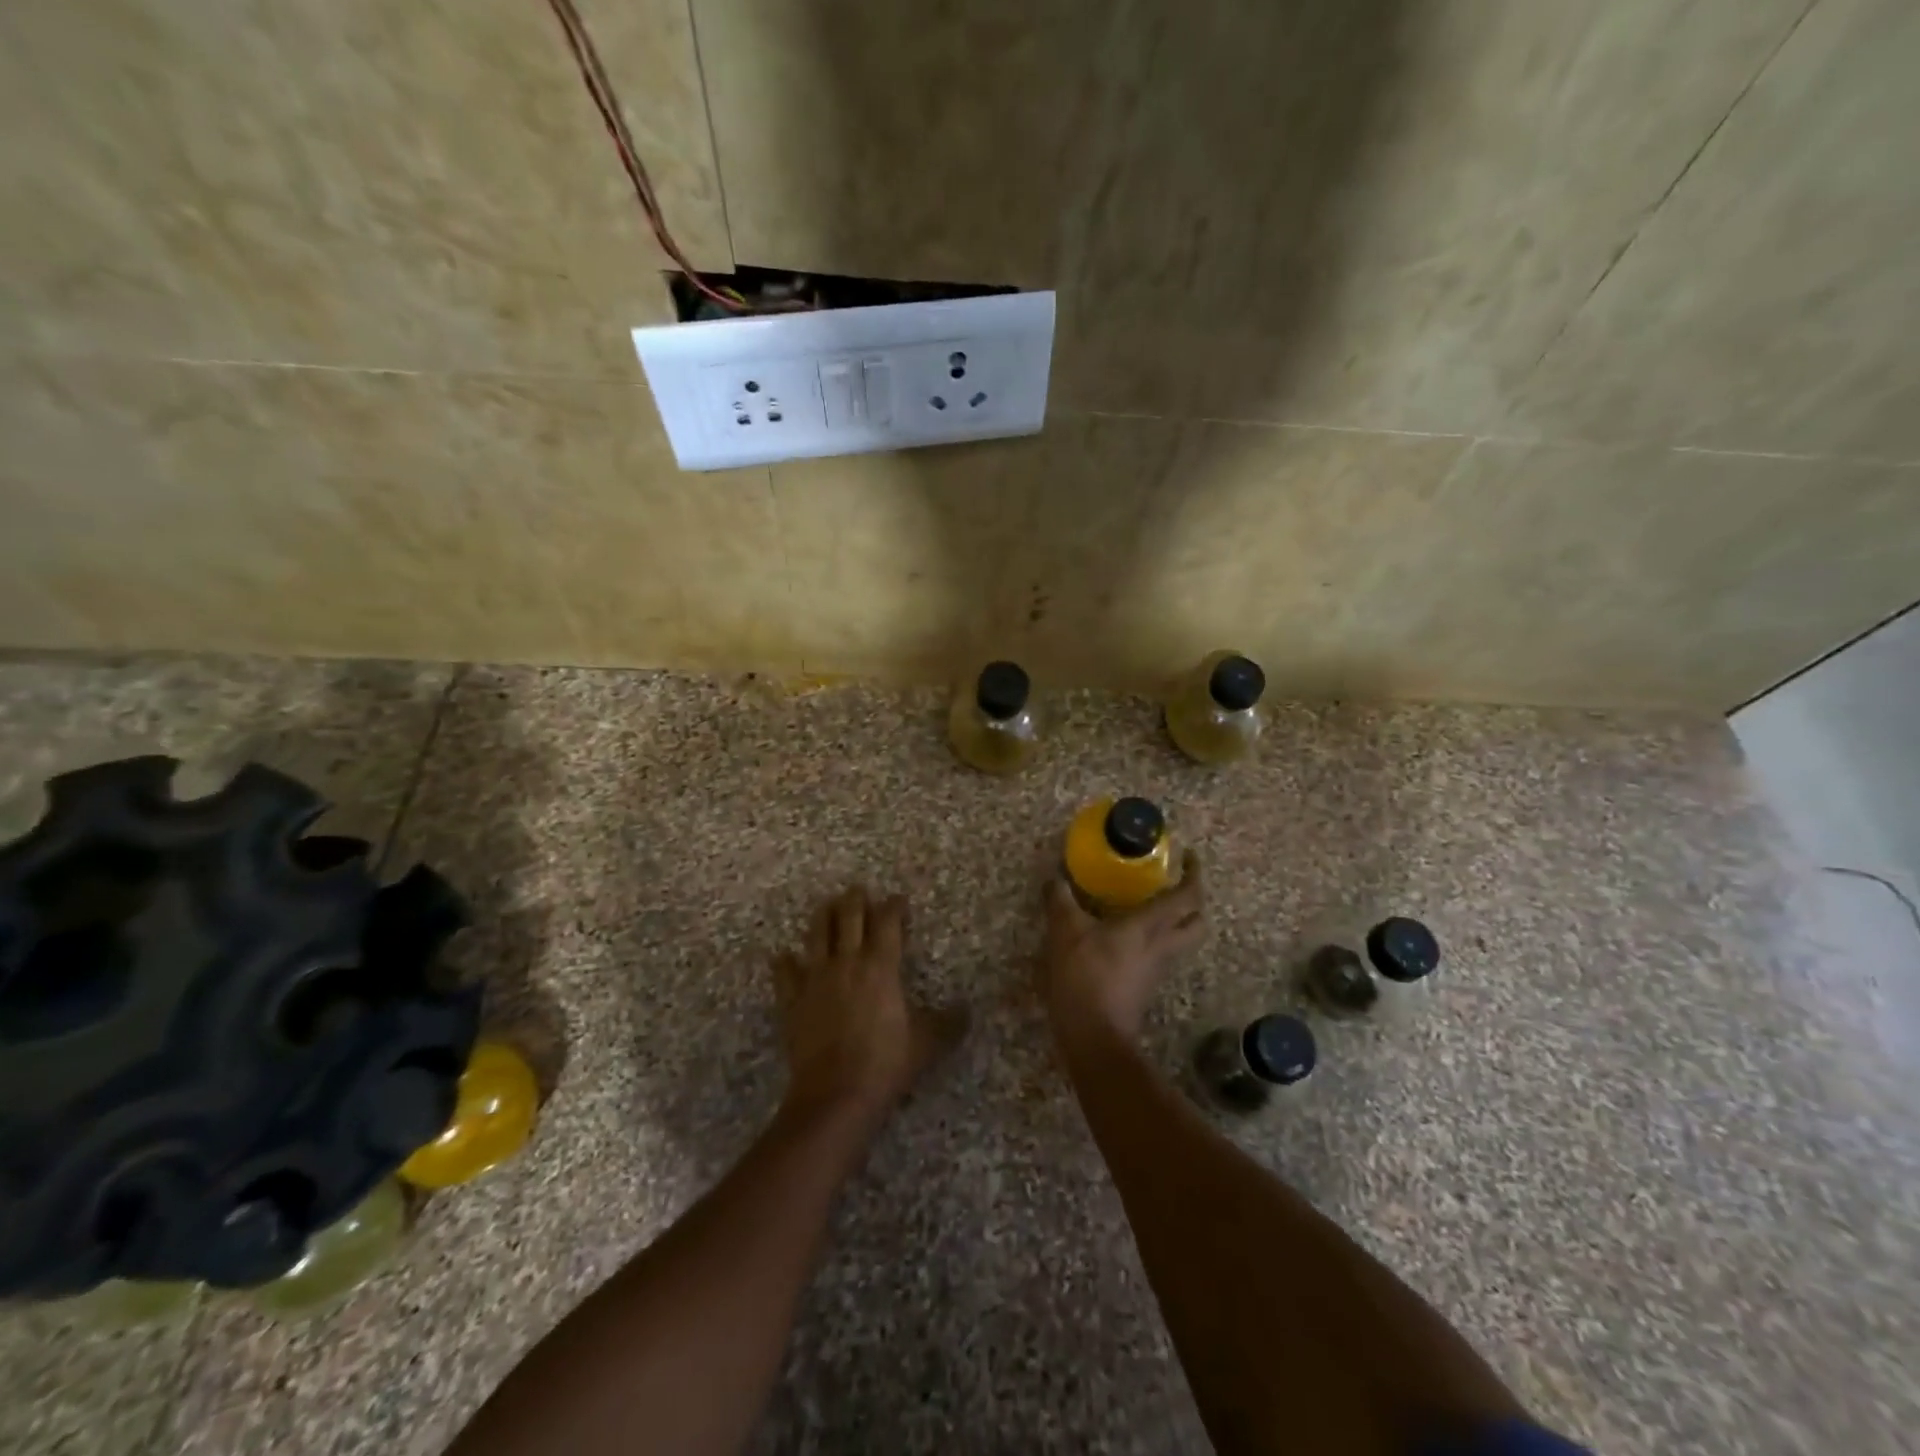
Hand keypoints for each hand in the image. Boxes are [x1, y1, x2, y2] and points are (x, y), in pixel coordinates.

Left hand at [773, 887, 963, 1126]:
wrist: (836, 1094)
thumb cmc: (886, 1063)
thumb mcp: (926, 1043)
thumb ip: (948, 1023)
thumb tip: (968, 1011)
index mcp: (881, 966)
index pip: (888, 922)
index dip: (894, 906)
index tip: (899, 900)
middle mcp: (847, 962)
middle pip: (848, 917)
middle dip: (854, 900)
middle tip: (858, 890)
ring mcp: (815, 978)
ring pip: (816, 934)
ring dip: (822, 916)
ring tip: (826, 906)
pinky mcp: (793, 1000)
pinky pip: (785, 973)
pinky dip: (785, 962)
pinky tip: (784, 957)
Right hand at [1041, 852, 1204, 1042]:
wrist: (1094, 1036)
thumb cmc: (1085, 977)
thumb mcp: (1065, 932)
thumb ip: (1061, 900)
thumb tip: (1055, 876)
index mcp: (1150, 926)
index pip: (1187, 896)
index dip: (1193, 874)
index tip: (1188, 856)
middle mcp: (1162, 946)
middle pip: (1198, 921)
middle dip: (1194, 900)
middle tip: (1175, 883)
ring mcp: (1157, 969)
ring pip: (1182, 940)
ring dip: (1177, 921)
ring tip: (1151, 904)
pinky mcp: (1145, 985)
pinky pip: (1161, 954)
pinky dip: (1154, 939)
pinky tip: (1128, 935)